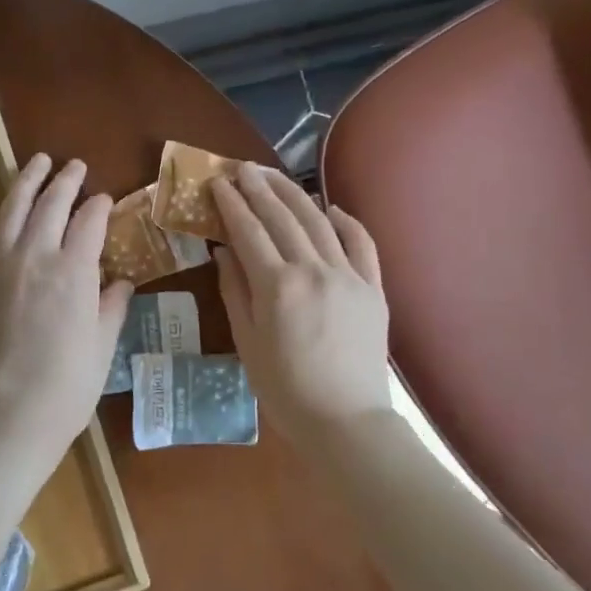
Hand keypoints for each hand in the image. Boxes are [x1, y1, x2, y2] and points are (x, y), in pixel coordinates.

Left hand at [0, 154, 132, 469]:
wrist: (10, 416)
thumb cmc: (68, 385)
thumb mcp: (103, 344)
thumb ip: (111, 305)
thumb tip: (121, 282)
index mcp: (74, 270)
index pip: (90, 220)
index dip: (100, 206)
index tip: (105, 200)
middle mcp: (34, 255)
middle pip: (52, 203)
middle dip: (67, 180)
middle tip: (75, 167)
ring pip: (11, 207)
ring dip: (26, 181)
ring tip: (36, 162)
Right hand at [212, 163, 391, 437]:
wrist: (346, 422)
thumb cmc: (285, 389)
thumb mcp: (247, 342)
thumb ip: (235, 291)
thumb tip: (223, 251)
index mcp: (277, 286)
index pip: (248, 231)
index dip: (231, 204)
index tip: (217, 182)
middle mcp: (313, 270)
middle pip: (282, 217)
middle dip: (259, 188)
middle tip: (241, 167)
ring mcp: (349, 276)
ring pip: (319, 222)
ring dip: (294, 194)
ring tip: (274, 176)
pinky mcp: (373, 288)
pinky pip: (361, 244)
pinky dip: (346, 221)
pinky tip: (331, 208)